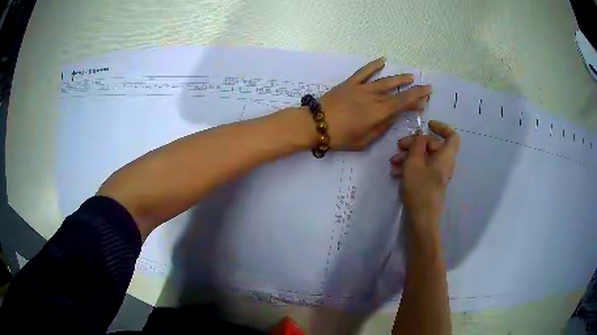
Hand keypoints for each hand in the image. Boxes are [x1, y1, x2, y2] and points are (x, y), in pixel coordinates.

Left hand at [320, 57, 430, 150]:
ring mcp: (361, 88)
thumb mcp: (364, 141)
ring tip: (409, 76)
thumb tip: (391, 117)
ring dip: (399, 78)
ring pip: (384, 80)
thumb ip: (381, 128)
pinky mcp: (350, 83)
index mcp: (379, 113)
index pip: (403, 103)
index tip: (426, 95)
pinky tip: (382, 60)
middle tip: (424, 86)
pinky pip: (364, 72)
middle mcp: (374, 97)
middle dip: (412, 89)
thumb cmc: (340, 137)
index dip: (417, 98)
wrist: (315, 124)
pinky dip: (373, 65)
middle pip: (397, 91)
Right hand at [390, 121, 459, 225]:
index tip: (427, 125)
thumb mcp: (414, 163)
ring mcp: (435, 174)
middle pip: (432, 145)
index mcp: (445, 157)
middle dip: (414, 143)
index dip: (442, 127)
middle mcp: (443, 164)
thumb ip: (417, 145)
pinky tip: (395, 173)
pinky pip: (421, 169)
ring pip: (424, 157)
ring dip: (408, 156)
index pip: (452, 136)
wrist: (421, 219)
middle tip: (398, 146)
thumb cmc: (420, 189)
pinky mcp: (428, 183)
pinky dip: (409, 167)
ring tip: (393, 162)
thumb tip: (421, 135)